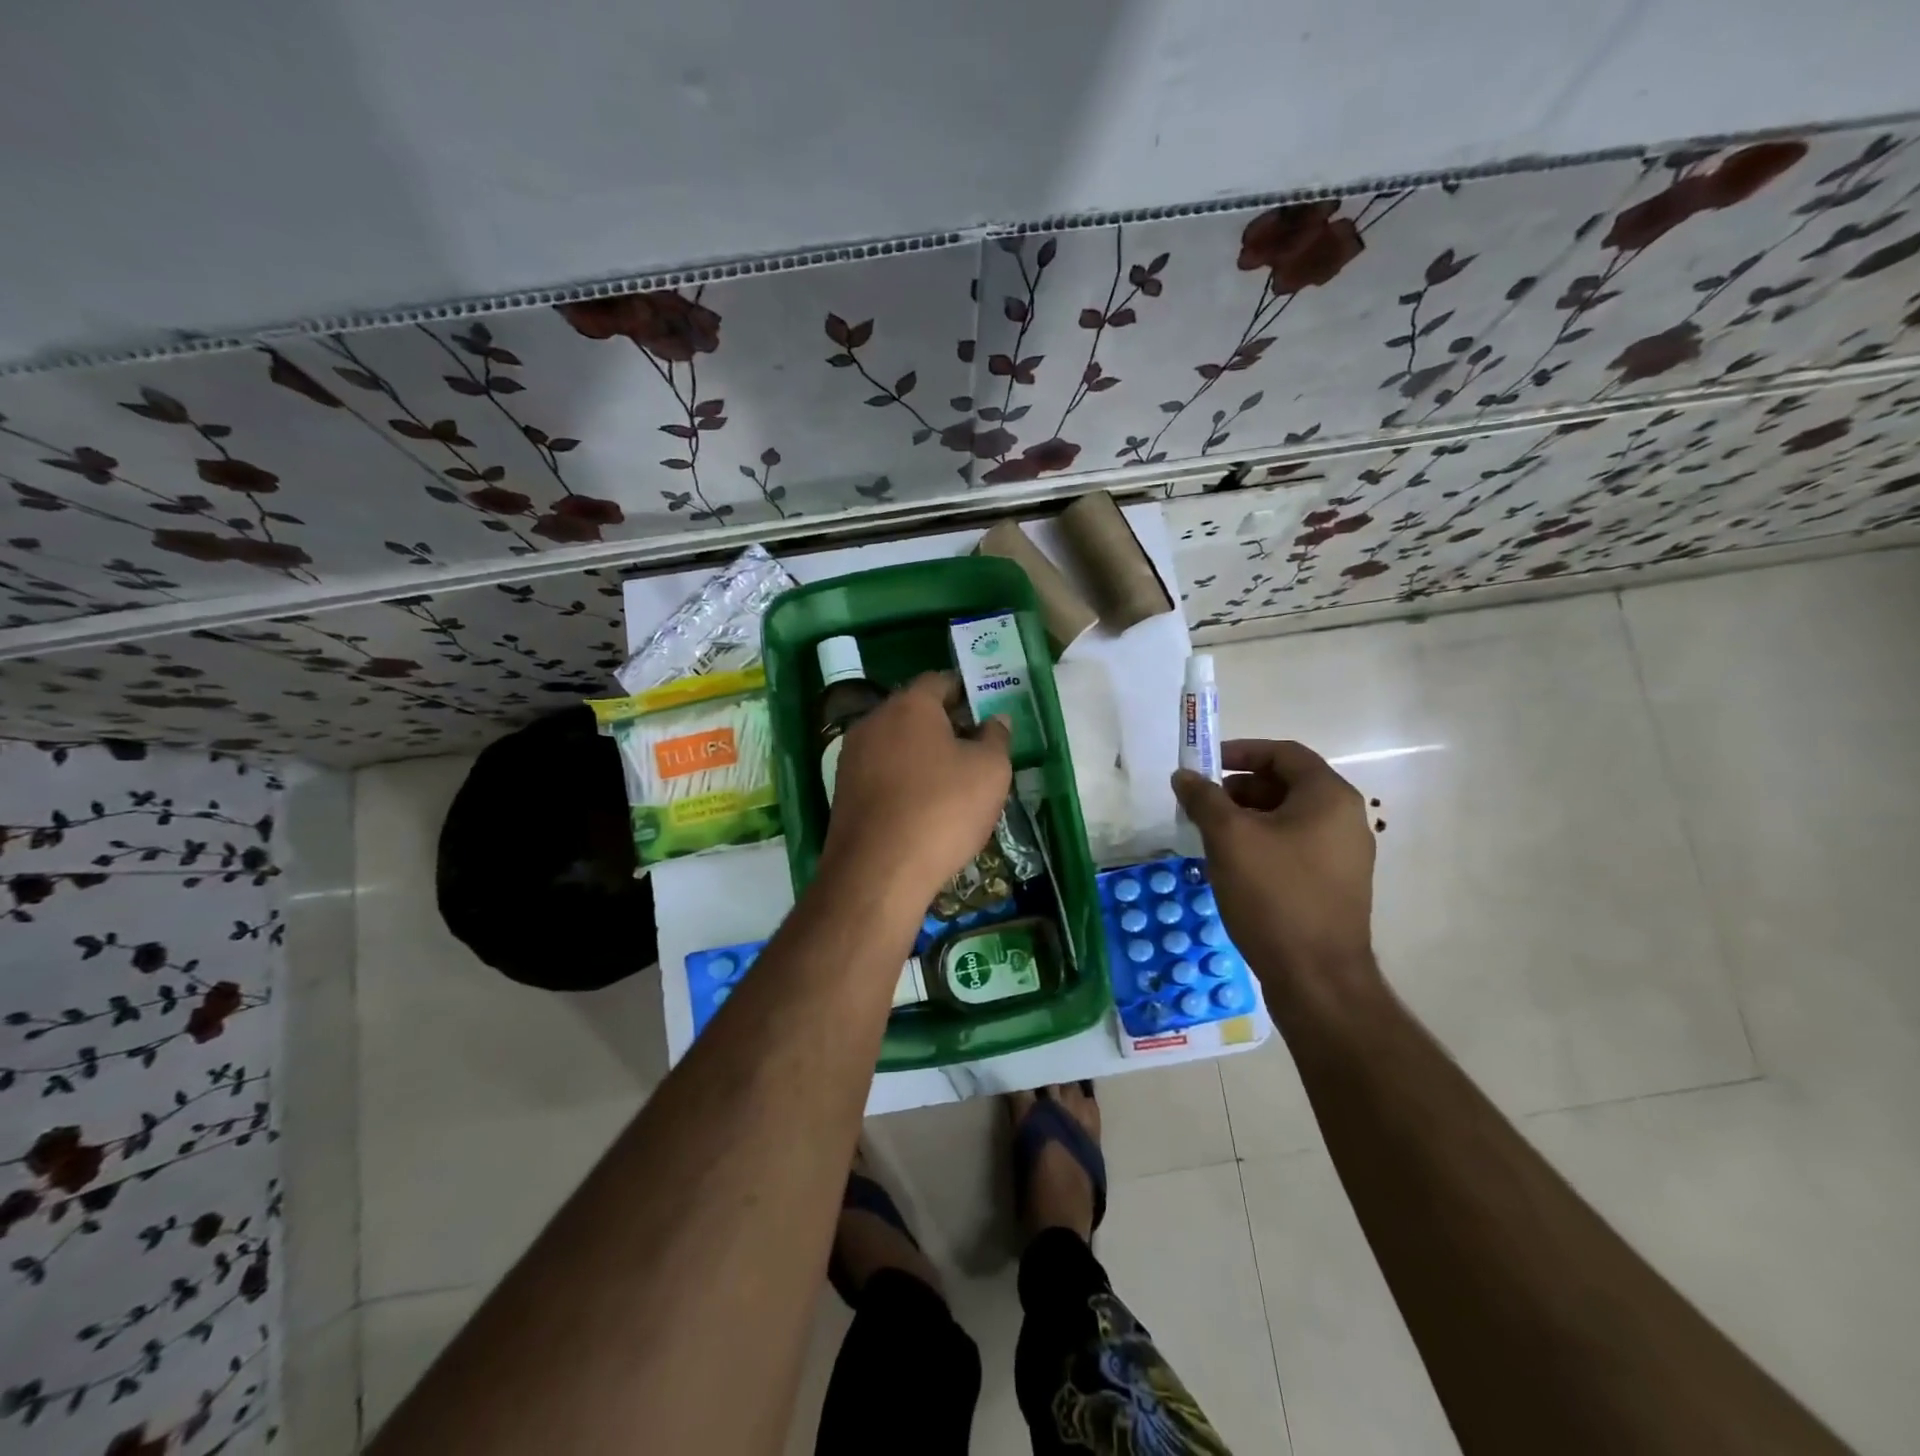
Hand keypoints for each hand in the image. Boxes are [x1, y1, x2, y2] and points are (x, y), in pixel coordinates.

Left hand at [821, 673, 1011, 906]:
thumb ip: (996, 737)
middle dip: (944, 725)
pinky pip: (881, 773)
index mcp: (909, 705)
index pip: (939, 680)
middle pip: (914, 712)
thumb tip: (994, 719)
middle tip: (975, 749)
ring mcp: (851, 757)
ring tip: (952, 782)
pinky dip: (902, 780)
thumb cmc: (942, 810)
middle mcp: (873, 722)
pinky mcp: (843, 792)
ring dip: (922, 755)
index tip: (986, 710)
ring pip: (895, 744)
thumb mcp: (990, 771)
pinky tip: (922, 807)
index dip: (966, 692)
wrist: (877, 872)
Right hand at [1171, 740, 1377, 1000]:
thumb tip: (1183, 776)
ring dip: (1247, 818)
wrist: (1316, 978)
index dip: (1241, 751)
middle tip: (1202, 805)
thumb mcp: (1229, 838)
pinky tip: (1233, 865)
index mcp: (1329, 797)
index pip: (1284, 754)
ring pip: (1288, 818)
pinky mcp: (1334, 885)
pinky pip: (1295, 847)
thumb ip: (1204, 799)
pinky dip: (1263, 843)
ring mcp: (1343, 855)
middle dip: (1239, 789)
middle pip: (1287, 785)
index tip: (1205, 764)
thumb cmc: (1274, 895)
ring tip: (1211, 836)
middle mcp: (1345, 819)